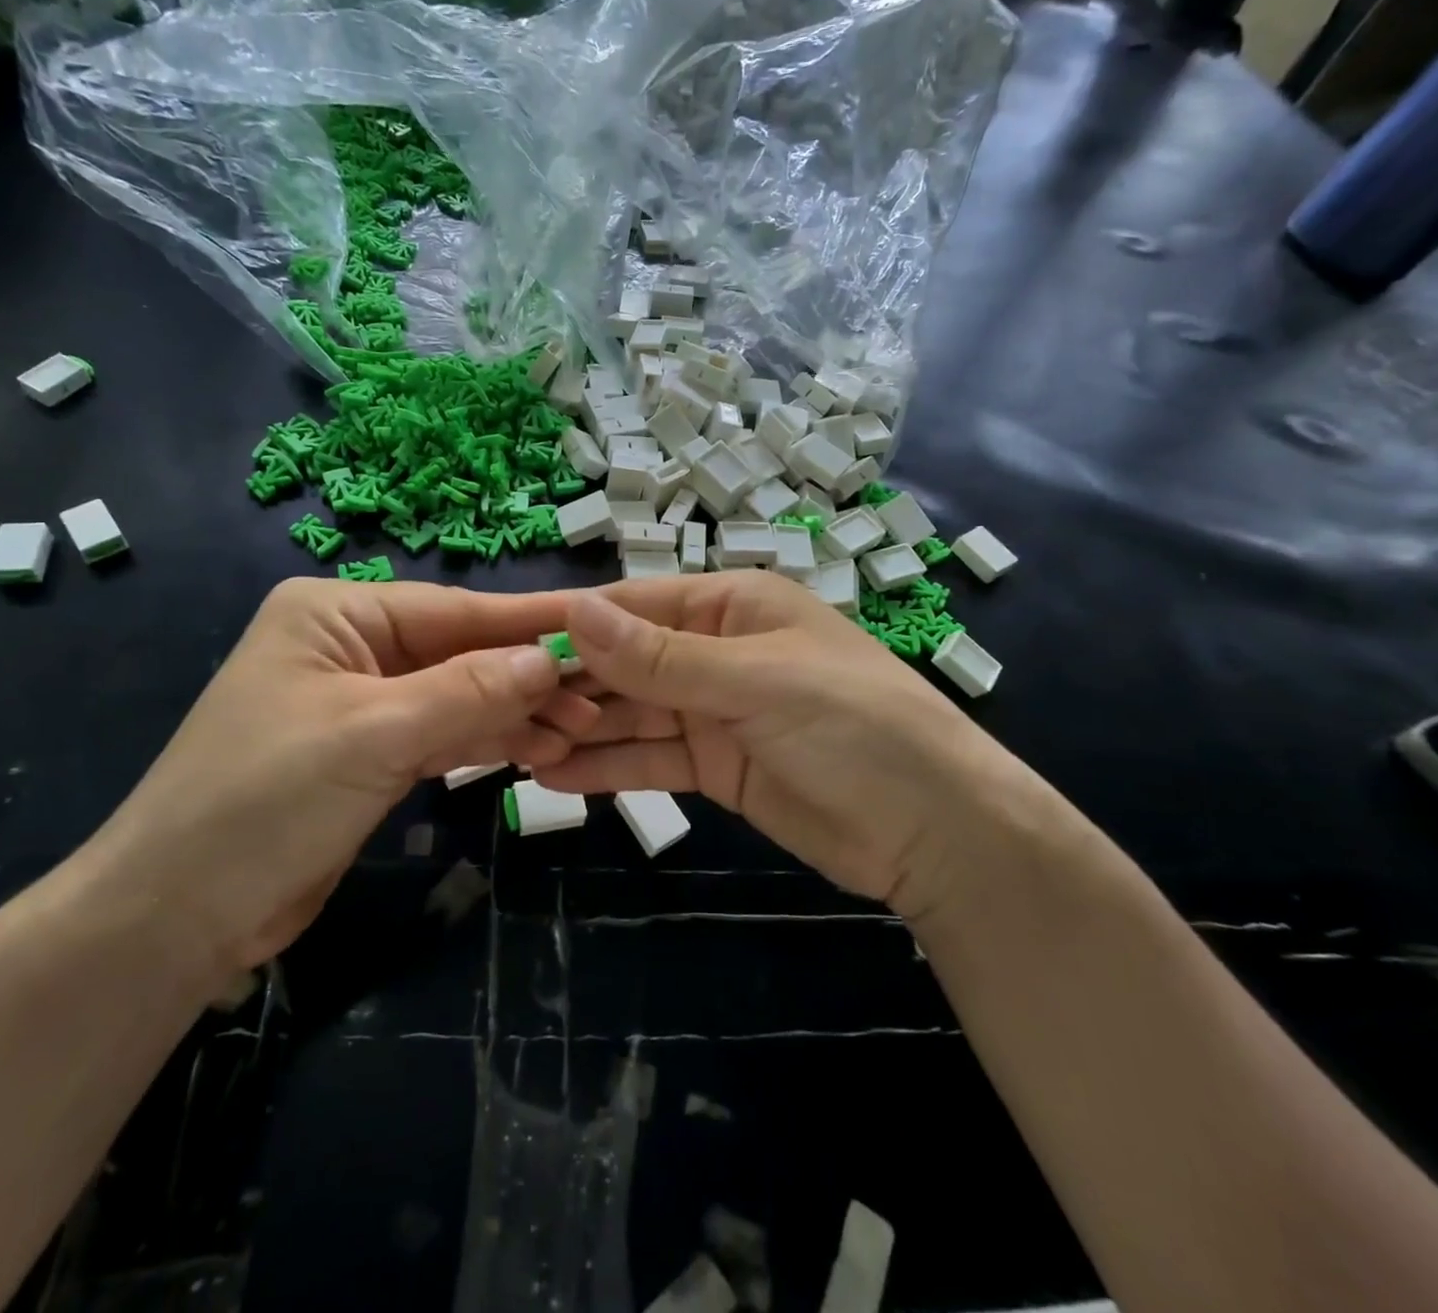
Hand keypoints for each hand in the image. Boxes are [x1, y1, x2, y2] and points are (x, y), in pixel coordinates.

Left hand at [73, 579, 595, 974]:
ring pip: (458, 697)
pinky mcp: (371, 757)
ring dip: (515, 713)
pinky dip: (486, 742)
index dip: (528, 621)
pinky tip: (538, 748)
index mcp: (338, 614)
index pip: (454, 611)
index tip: (598, 623)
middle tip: (599, 697)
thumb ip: (467, 691)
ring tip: (581, 728)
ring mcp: (363, 704)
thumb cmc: (263, 800)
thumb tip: (549, 658)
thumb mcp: (372, 734)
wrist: (175, 917)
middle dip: (527, 676)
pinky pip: (443, 736)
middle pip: (461, 653)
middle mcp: (352, 647)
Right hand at [536, 573, 1050, 920]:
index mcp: (731, 606)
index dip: (572, 628)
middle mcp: (715, 651)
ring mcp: (714, 712)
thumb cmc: (855, 726)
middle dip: (570, 686)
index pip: (634, 608)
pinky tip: (557, 780)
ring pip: (631, 715)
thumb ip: (660, 657)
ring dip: (580, 731)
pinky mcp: (715, 767)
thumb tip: (574, 613)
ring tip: (515, 751)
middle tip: (502, 714)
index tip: (506, 651)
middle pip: (624, 663)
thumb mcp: (755, 682)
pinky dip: (608, 769)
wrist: (936, 832)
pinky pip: (650, 760)